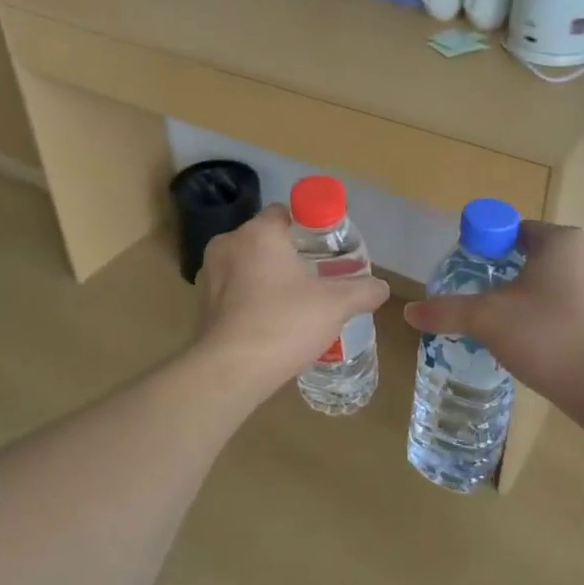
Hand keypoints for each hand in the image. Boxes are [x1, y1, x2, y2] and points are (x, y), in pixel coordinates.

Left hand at [193, 204, 389, 395]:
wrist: (230, 371)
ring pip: (247, 265)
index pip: (284, 213)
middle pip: (265, 239)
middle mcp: (228, 244)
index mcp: (258, 233)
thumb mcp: (335, 306)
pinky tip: (270, 322)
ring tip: (295, 303)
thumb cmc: (284, 324)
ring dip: (268, 277)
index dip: (308, 227)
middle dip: (289, 254)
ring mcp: (209, 274)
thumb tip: (382, 287)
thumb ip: (362, 291)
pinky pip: (233, 290)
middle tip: (316, 277)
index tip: (326, 249)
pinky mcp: (201, 303)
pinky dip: (250, 298)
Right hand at [402, 222, 583, 422]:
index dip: (487, 248)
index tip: (470, 275)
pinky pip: (576, 299)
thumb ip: (446, 311)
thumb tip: (409, 312)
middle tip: (484, 300)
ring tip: (509, 321)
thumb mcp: (487, 320)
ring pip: (558, 278)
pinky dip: (555, 310)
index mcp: (563, 240)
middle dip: (509, 273)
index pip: (514, 230)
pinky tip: (539, 336)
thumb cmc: (547, 338)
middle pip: (536, 254)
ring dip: (533, 293)